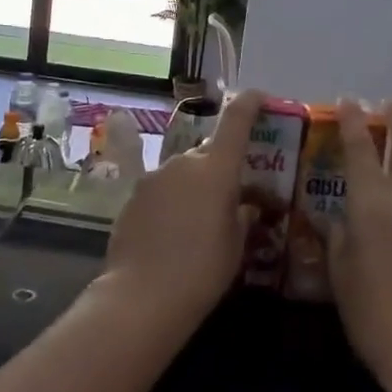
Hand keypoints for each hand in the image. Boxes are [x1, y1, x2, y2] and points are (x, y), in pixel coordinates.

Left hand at [99, 89, 265, 329]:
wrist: (142, 295)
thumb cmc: (202, 270)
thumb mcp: (236, 245)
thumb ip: (242, 216)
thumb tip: (244, 206)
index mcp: (216, 169)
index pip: (235, 121)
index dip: (249, 104)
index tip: (259, 96)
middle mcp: (183, 163)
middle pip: (208, 154)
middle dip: (221, 169)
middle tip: (232, 199)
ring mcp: (153, 177)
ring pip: (183, 172)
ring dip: (194, 187)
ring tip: (200, 223)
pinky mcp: (133, 196)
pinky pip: (161, 190)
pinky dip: (172, 201)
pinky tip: (173, 233)